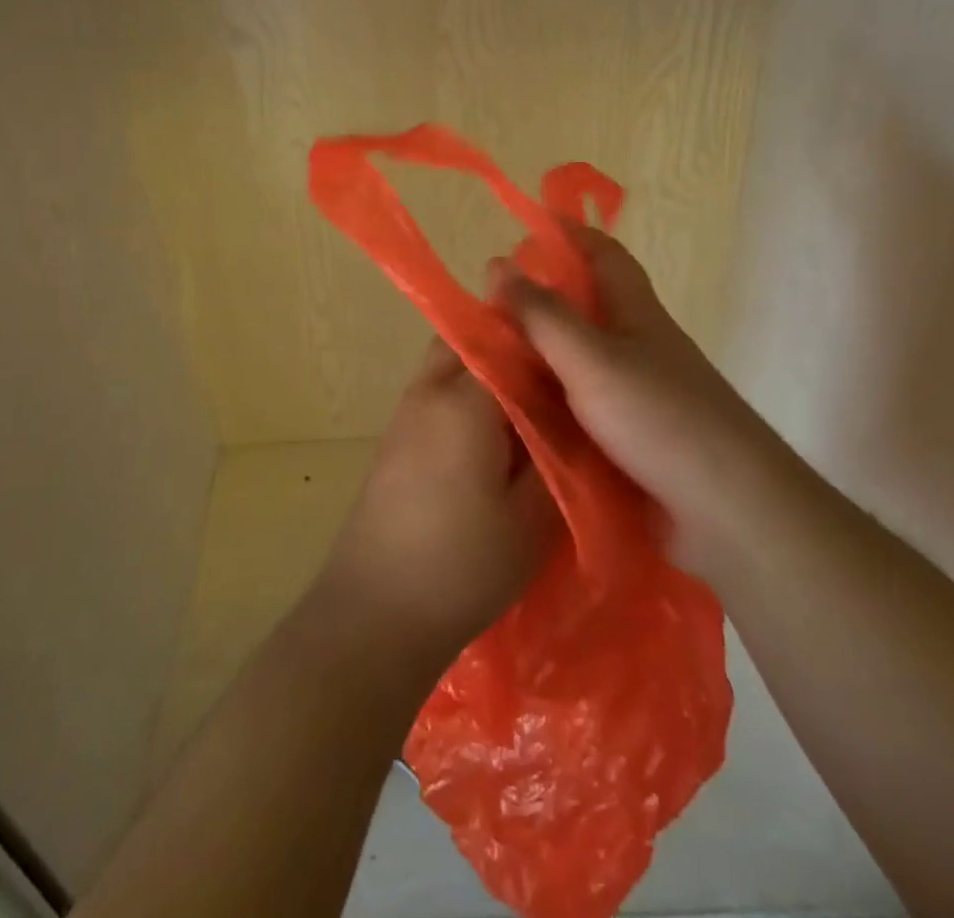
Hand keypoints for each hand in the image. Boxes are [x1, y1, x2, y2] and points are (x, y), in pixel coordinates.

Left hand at [318, 339, 557, 669]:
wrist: (375, 610)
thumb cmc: (462, 565)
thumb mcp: (532, 519)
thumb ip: (557, 458)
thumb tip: (574, 421)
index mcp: (464, 401)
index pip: (508, 343)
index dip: (545, 349)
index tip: (578, 365)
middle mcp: (428, 392)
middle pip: (470, 342)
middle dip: (510, 350)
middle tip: (554, 383)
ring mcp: (405, 414)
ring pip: (449, 367)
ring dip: (485, 374)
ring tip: (530, 411)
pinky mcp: (395, 440)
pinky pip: (436, 395)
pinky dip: (465, 399)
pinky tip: (494, 440)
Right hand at [499, 225, 782, 569]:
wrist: (728, 509)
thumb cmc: (660, 417)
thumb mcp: (591, 357)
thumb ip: (543, 315)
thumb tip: (498, 265)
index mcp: (635, 313)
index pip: (603, 254)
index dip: (569, 233)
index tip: (527, 225)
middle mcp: (638, 346)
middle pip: (585, 308)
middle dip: (540, 299)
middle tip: (485, 306)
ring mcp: (636, 395)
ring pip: (578, 361)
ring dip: (538, 355)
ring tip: (485, 359)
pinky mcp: (631, 439)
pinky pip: (579, 407)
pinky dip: (549, 403)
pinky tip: (514, 414)